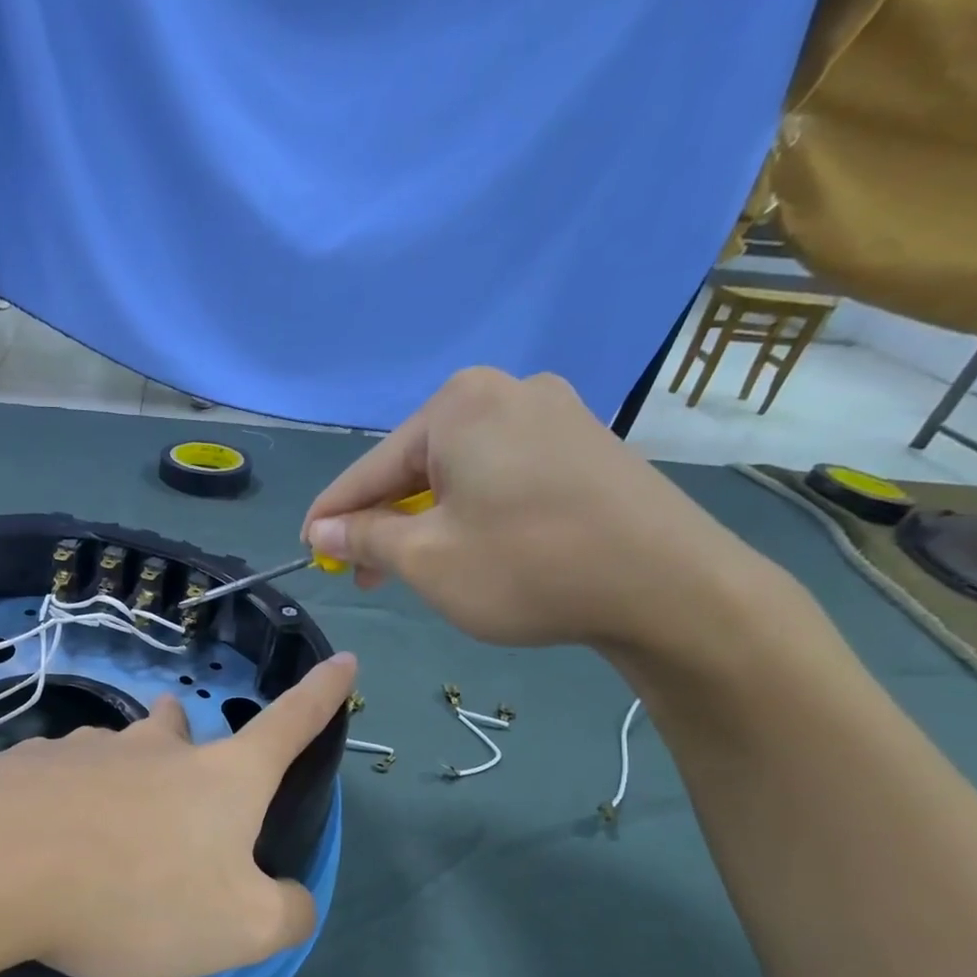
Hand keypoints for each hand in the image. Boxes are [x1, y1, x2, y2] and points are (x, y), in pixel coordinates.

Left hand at [0, 653, 358, 976]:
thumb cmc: (135, 895)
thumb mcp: (240, 928)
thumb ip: (286, 913)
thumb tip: (290, 898)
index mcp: (220, 777)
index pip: (290, 724)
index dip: (322, 694)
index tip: (342, 659)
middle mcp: (155, 748)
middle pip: (184, 728)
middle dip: (190, 744)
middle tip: (181, 787)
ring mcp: (86, 750)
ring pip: (119, 752)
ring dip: (125, 781)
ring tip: (106, 837)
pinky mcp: (26, 766)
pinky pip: (60, 780)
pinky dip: (66, 806)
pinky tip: (45, 848)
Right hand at [300, 368, 751, 650]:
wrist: (668, 585)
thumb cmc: (526, 567)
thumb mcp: (426, 559)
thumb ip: (366, 536)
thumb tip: (324, 528)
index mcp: (457, 406)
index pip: (371, 468)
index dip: (333, 515)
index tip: (308, 548)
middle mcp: (504, 391)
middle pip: (416, 465)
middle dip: (384, 521)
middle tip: (364, 573)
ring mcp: (553, 411)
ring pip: (459, 472)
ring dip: (426, 519)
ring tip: (412, 567)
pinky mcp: (583, 441)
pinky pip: (500, 473)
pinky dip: (471, 510)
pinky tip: (468, 545)